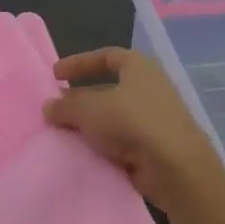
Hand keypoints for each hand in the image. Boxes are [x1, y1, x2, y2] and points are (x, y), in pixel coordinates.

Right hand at [43, 48, 224, 210]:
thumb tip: (48, 106)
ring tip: (65, 132)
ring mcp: (155, 118)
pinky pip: (123, 140)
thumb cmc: (132, 122)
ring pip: (115, 116)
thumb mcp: (90, 110)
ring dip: (91, 123)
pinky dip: (104, 144)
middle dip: (81, 97)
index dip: (79, 63)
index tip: (56, 75)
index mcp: (139, 67)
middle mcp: (150, 88)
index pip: (106, 56)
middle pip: (109, 87)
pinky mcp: (156, 146)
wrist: (176, 167)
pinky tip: (85, 152)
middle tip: (57, 108)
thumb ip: (66, 106)